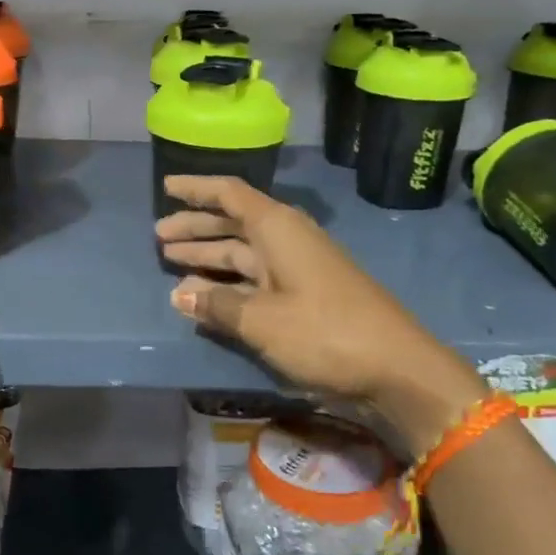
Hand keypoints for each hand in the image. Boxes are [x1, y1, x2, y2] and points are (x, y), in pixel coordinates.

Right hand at [156, 175, 488, 455]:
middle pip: (232, 223)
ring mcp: (297, 268)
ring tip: (172, 261)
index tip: (166, 186)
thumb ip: (217, 305)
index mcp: (277, 228)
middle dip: (195, 228)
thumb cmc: (324, 333)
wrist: (396, 369)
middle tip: (159, 236)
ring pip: (242, 253)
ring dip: (208, 257)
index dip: (196, 189)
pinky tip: (206, 296)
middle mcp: (286, 239)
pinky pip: (255, 279)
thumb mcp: (261, 320)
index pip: (229, 194)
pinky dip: (229, 284)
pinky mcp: (304, 295)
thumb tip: (179, 295)